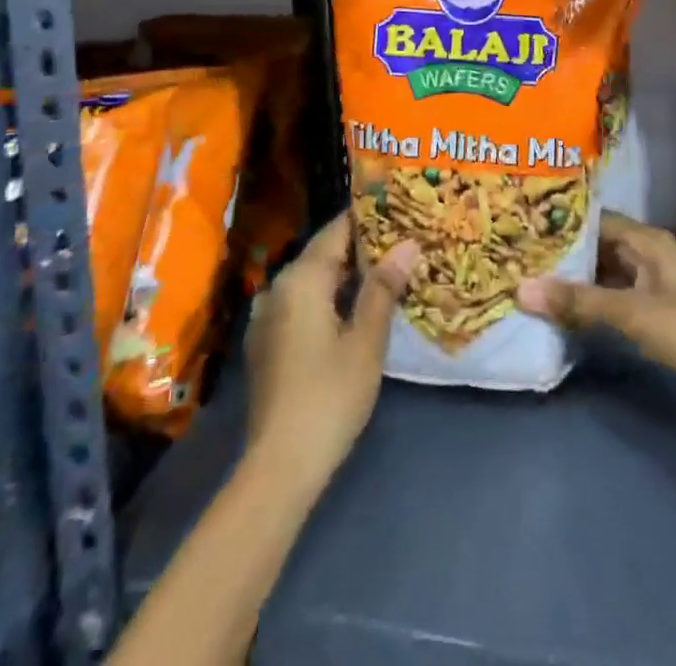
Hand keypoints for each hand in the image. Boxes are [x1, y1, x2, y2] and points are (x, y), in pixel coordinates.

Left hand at [243, 213, 419, 492]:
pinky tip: (352, 311)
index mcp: (302, 277)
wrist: (279, 464)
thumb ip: (383, 287)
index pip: (337, 229)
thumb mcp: (366, 341)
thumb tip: (408, 243)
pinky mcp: (266, 341)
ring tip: (384, 273)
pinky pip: (301, 302)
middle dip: (361, 247)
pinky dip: (327, 298)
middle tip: (402, 243)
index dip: (369, 219)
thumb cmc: (329, 396)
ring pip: (312, 279)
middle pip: (323, 252)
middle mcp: (279, 285)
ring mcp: (268, 314)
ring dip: (345, 274)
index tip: (401, 212)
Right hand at [516, 211, 675, 399]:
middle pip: (596, 249)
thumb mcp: (635, 315)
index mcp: (647, 242)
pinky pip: (616, 305)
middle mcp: (649, 257)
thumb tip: (519, 288)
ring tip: (528, 287)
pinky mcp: (660, 320)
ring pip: (604, 279)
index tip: (517, 229)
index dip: (557, 224)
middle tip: (513, 261)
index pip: (592, 220)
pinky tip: (563, 318)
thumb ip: (579, 302)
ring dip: (574, 286)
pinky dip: (592, 309)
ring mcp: (656, 289)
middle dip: (560, 257)